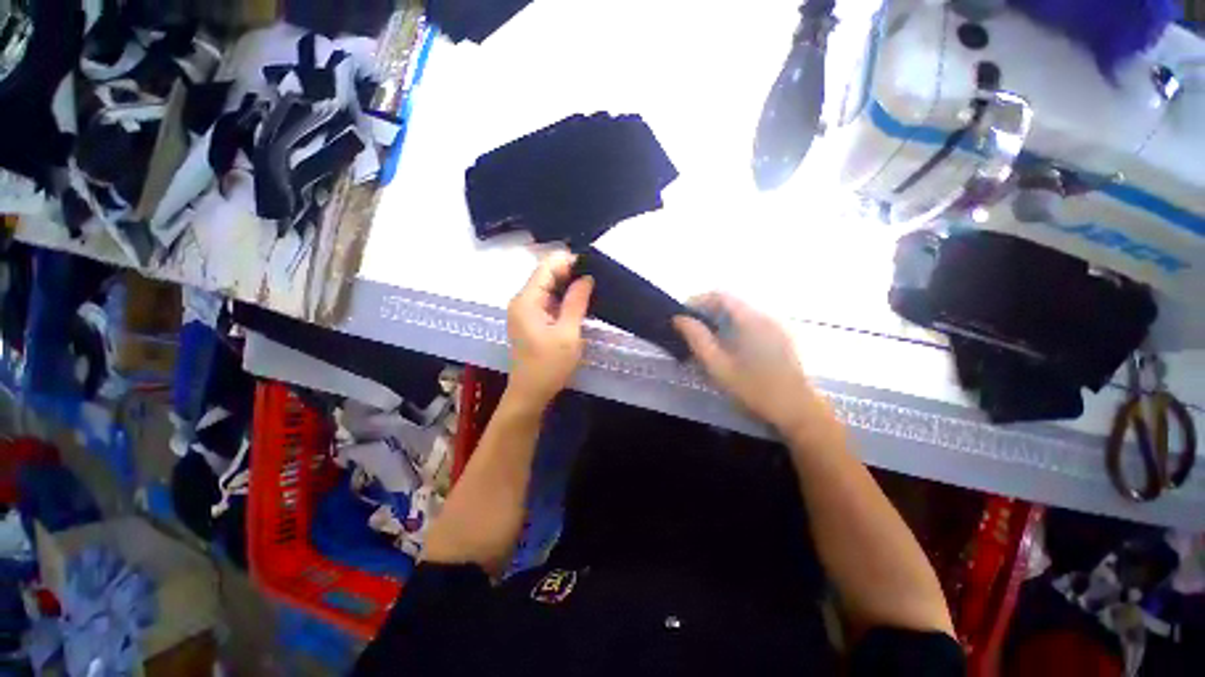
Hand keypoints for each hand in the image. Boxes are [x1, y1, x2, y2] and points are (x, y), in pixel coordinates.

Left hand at [505, 252, 593, 408]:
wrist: (530, 394)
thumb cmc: (549, 366)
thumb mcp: (568, 333)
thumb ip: (576, 302)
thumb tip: (587, 277)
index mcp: (527, 300)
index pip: (547, 266)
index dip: (569, 262)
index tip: (593, 268)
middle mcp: (522, 300)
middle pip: (546, 275)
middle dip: (570, 274)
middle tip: (597, 280)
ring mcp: (524, 311)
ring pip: (548, 288)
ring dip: (568, 287)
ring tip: (592, 290)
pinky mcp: (530, 320)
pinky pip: (547, 301)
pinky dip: (562, 299)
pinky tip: (579, 304)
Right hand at [674, 293, 822, 434]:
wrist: (798, 410)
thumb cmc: (754, 389)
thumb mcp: (719, 366)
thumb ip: (697, 339)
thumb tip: (679, 318)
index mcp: (751, 319)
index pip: (720, 295)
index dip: (697, 300)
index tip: (682, 316)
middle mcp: (765, 315)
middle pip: (730, 302)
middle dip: (706, 310)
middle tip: (689, 329)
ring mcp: (776, 324)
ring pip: (740, 312)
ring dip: (719, 318)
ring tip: (704, 337)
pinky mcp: (780, 335)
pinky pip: (751, 321)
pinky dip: (733, 325)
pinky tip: (727, 345)